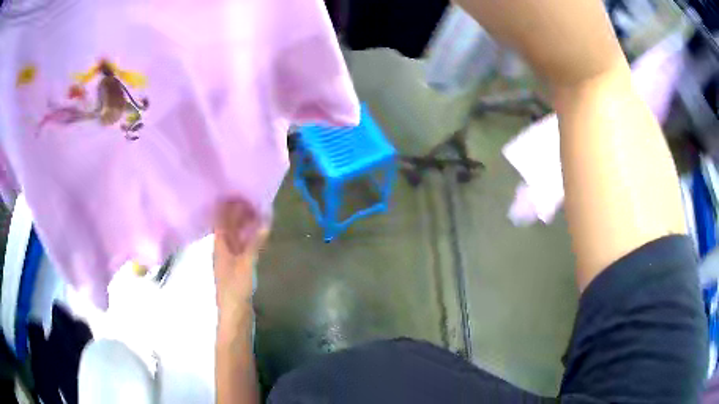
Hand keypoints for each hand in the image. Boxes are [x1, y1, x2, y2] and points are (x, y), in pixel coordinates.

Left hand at [213, 199, 268, 319]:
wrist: (234, 314)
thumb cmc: (236, 288)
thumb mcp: (246, 263)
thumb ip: (255, 241)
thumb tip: (266, 219)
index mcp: (219, 245)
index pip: (220, 219)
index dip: (227, 205)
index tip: (239, 193)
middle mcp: (222, 249)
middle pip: (227, 226)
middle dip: (237, 213)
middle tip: (253, 201)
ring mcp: (228, 258)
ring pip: (235, 235)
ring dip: (244, 224)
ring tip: (258, 214)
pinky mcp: (236, 267)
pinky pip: (241, 245)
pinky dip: (249, 237)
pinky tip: (258, 236)